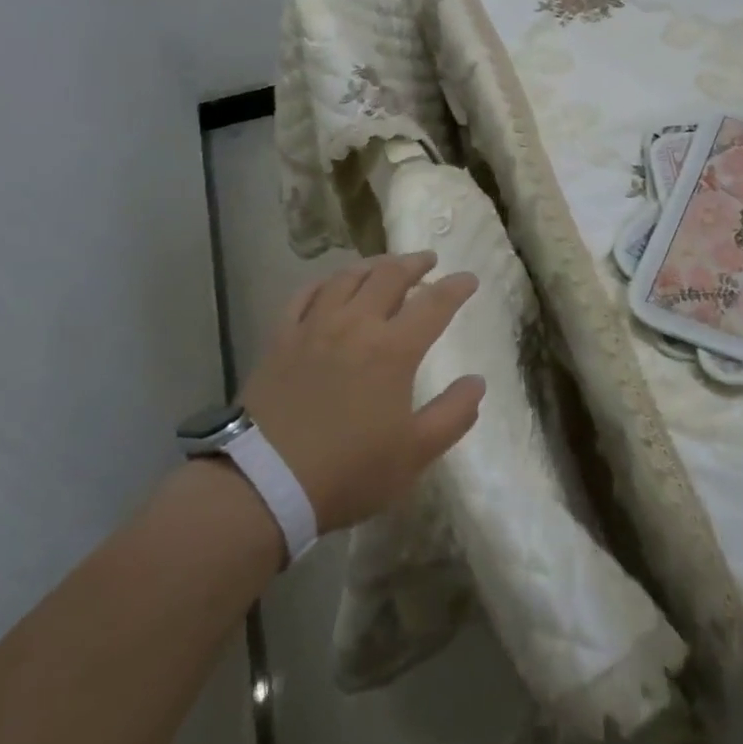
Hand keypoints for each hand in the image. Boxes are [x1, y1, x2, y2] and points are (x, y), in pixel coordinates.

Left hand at [240, 252, 483, 532]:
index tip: (469, 279)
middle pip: (389, 276)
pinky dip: (325, 282)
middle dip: (414, 263)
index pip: (434, 304)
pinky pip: (305, 294)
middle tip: (428, 260)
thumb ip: (453, 415)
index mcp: (394, 349)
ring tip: (385, 265)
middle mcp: (356, 324)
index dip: (455, 288)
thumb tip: (477, 382)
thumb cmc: (348, 471)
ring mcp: (315, 326)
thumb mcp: (414, 454)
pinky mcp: (281, 337)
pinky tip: (331, 284)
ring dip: (373, 265)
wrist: (264, 483)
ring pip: (347, 277)